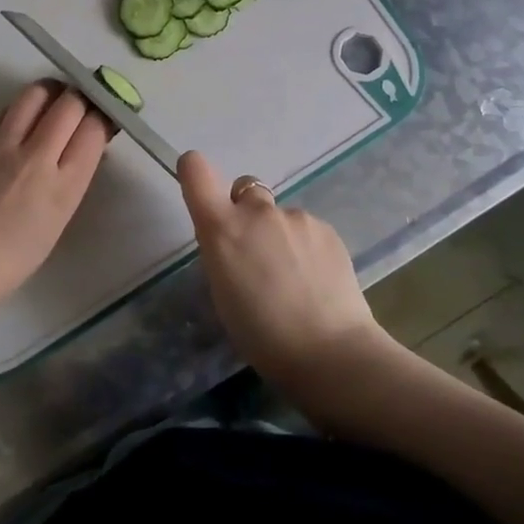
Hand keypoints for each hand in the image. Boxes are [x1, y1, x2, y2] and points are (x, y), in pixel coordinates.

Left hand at [0, 81, 110, 313]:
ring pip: (34, 95)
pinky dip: (21, 107)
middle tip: (84, 101)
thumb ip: (74, 178)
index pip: (94, 128)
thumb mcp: (59, 220)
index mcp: (65, 185)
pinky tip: (22, 117)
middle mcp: (37, 158)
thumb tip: (86, 147)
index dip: (105, 114)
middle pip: (69, 103)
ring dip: (51, 90)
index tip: (107, 113)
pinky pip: (5, 113)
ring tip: (55, 98)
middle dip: (83, 95)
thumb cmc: (14, 258)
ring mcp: (3, 149)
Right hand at [178, 151, 393, 393]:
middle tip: (256, 251)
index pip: (197, 172)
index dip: (194, 172)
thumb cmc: (262, 335)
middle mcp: (257, 212)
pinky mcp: (327, 228)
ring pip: (279, 214)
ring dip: (279, 234)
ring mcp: (296, 217)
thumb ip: (223, 253)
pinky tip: (316, 280)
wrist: (329, 351)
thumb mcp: (223, 293)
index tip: (198, 183)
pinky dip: (306, 246)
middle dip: (246, 211)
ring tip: (293, 277)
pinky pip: (306, 229)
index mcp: (222, 229)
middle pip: (245, 189)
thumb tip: (233, 241)